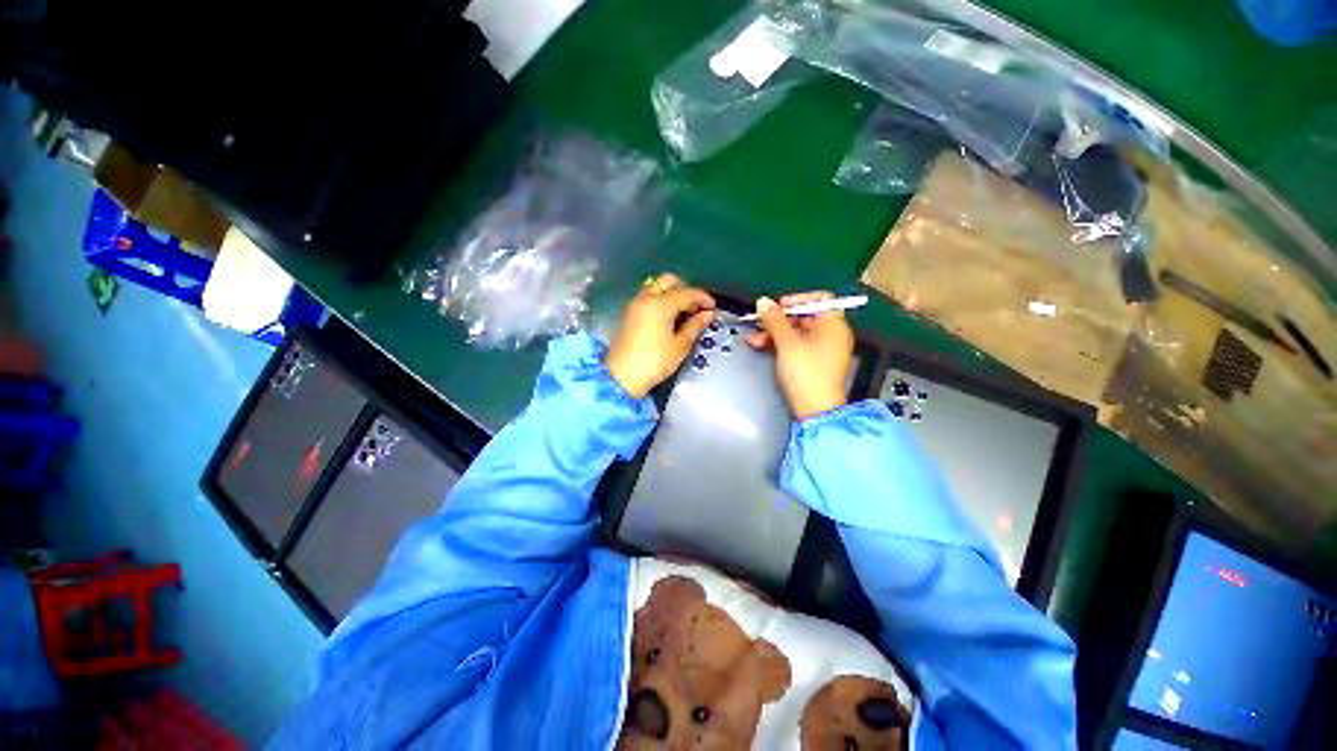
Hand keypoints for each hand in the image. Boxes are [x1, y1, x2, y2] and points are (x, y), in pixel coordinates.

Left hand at [605, 274, 715, 397]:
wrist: (622, 377)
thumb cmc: (654, 362)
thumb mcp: (680, 346)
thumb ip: (695, 326)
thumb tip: (707, 315)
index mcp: (660, 304)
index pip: (686, 292)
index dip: (702, 298)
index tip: (712, 307)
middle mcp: (645, 298)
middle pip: (668, 281)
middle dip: (685, 290)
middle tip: (696, 308)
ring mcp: (635, 305)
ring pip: (656, 287)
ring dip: (672, 294)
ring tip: (684, 315)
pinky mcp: (629, 314)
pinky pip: (648, 297)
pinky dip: (661, 301)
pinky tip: (669, 318)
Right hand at [746, 291, 853, 419]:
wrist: (815, 410)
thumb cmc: (808, 375)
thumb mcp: (787, 343)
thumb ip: (774, 320)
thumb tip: (764, 302)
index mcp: (833, 325)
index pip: (819, 299)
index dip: (796, 299)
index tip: (778, 307)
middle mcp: (832, 335)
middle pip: (804, 316)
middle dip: (778, 319)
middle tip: (760, 322)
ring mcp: (823, 350)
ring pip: (797, 332)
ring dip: (774, 333)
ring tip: (755, 338)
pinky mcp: (814, 363)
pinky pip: (796, 346)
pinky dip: (780, 344)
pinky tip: (763, 346)